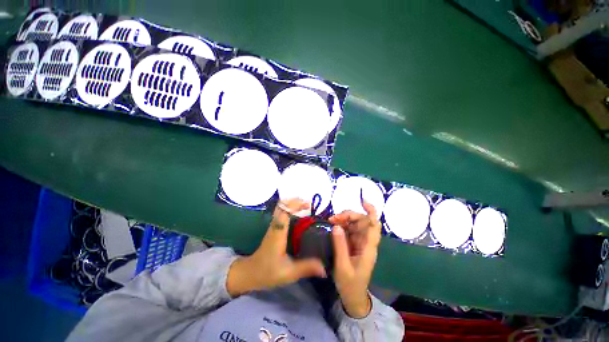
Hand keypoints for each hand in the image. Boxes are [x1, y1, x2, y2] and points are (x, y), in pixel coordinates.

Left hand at [227, 199, 325, 296]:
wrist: (250, 274)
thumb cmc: (268, 272)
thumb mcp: (290, 272)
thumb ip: (307, 268)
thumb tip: (325, 268)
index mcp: (278, 234)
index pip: (283, 212)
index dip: (295, 204)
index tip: (309, 205)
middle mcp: (274, 229)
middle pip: (281, 207)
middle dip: (294, 202)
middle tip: (310, 205)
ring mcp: (272, 231)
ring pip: (280, 211)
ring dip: (292, 207)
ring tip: (308, 211)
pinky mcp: (273, 235)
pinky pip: (281, 218)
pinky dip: (290, 214)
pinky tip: (301, 223)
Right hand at [329, 202, 380, 317]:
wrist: (353, 296)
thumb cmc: (350, 284)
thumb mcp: (342, 266)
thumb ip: (340, 246)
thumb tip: (336, 226)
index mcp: (368, 248)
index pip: (374, 225)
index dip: (371, 211)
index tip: (362, 201)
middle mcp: (367, 244)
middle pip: (364, 223)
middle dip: (350, 216)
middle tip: (332, 219)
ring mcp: (361, 246)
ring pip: (357, 227)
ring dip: (346, 222)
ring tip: (331, 222)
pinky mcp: (355, 249)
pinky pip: (351, 234)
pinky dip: (344, 229)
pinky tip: (334, 229)